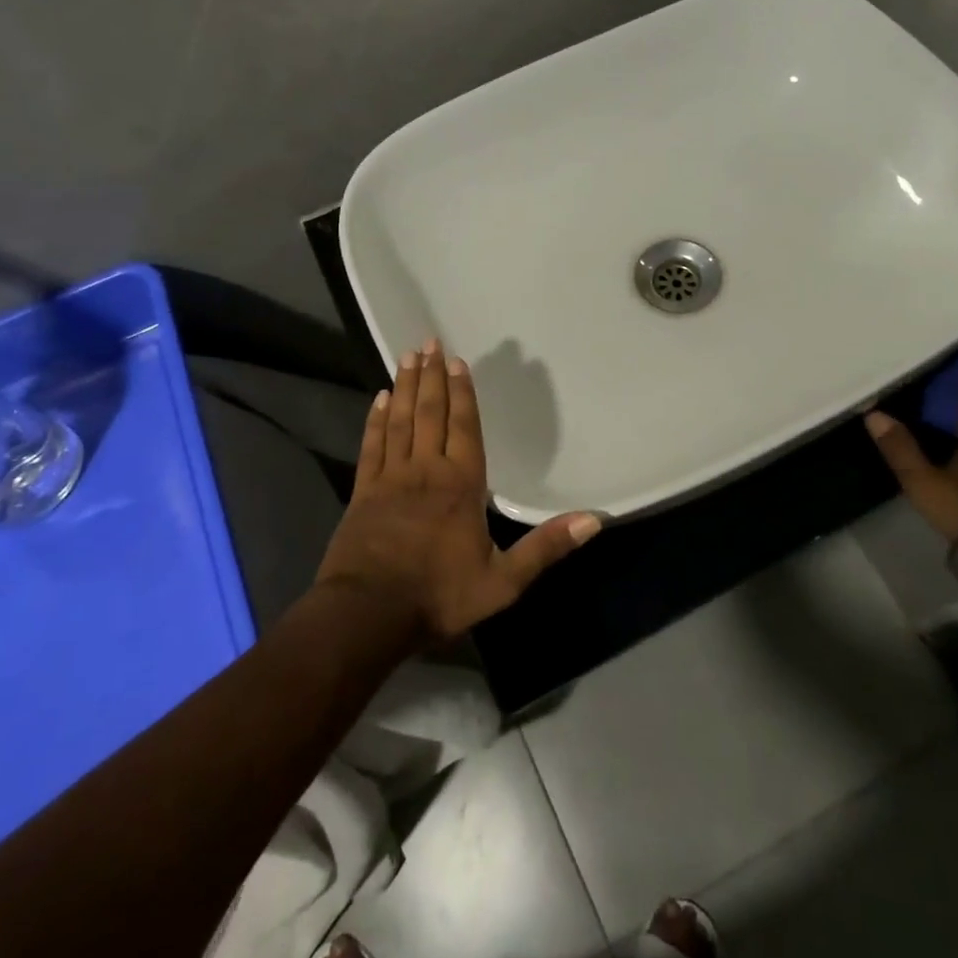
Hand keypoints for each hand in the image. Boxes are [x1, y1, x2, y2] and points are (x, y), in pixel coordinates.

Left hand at [316, 340, 601, 643]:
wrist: (368, 615)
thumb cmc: (439, 596)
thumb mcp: (503, 581)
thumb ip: (546, 547)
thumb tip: (594, 520)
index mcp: (462, 485)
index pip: (464, 427)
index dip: (462, 393)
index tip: (457, 361)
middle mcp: (426, 470)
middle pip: (431, 413)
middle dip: (433, 377)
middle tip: (429, 342)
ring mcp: (391, 478)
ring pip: (401, 421)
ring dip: (406, 387)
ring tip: (409, 356)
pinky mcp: (363, 491)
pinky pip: (372, 445)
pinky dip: (376, 419)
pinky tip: (380, 398)